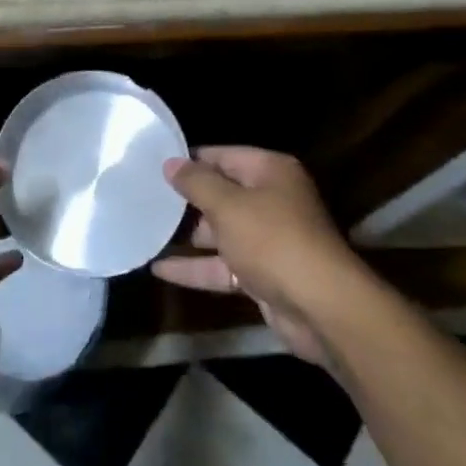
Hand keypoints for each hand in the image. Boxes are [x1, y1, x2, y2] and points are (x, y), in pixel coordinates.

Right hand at [152, 147, 363, 364]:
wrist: (321, 309)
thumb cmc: (273, 241)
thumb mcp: (227, 205)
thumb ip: (196, 183)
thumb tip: (170, 162)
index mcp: (270, 172)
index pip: (222, 156)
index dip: (189, 160)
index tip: (153, 163)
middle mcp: (272, 201)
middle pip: (221, 193)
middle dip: (185, 199)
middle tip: (144, 196)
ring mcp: (268, 240)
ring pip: (220, 232)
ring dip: (187, 235)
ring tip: (145, 229)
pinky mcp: (262, 275)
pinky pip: (222, 266)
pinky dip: (195, 267)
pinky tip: (159, 270)